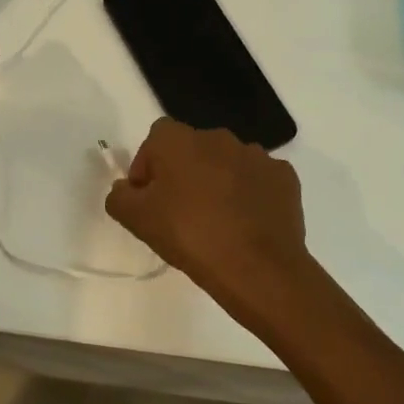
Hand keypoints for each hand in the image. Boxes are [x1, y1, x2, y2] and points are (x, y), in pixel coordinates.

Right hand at [104, 118, 310, 306]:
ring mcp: (256, 155)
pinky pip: (258, 180)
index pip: (155, 140)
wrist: (257, 267)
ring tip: (216, 222)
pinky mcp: (284, 177)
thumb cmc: (189, 235)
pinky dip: (250, 195)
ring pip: (227, 164)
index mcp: (179, 140)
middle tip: (179, 213)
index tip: (148, 199)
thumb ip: (120, 197)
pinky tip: (246, 224)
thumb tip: (125, 189)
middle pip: (192, 149)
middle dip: (184, 174)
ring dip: (218, 182)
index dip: (148, 166)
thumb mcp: (137, 220)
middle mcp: (218, 137)